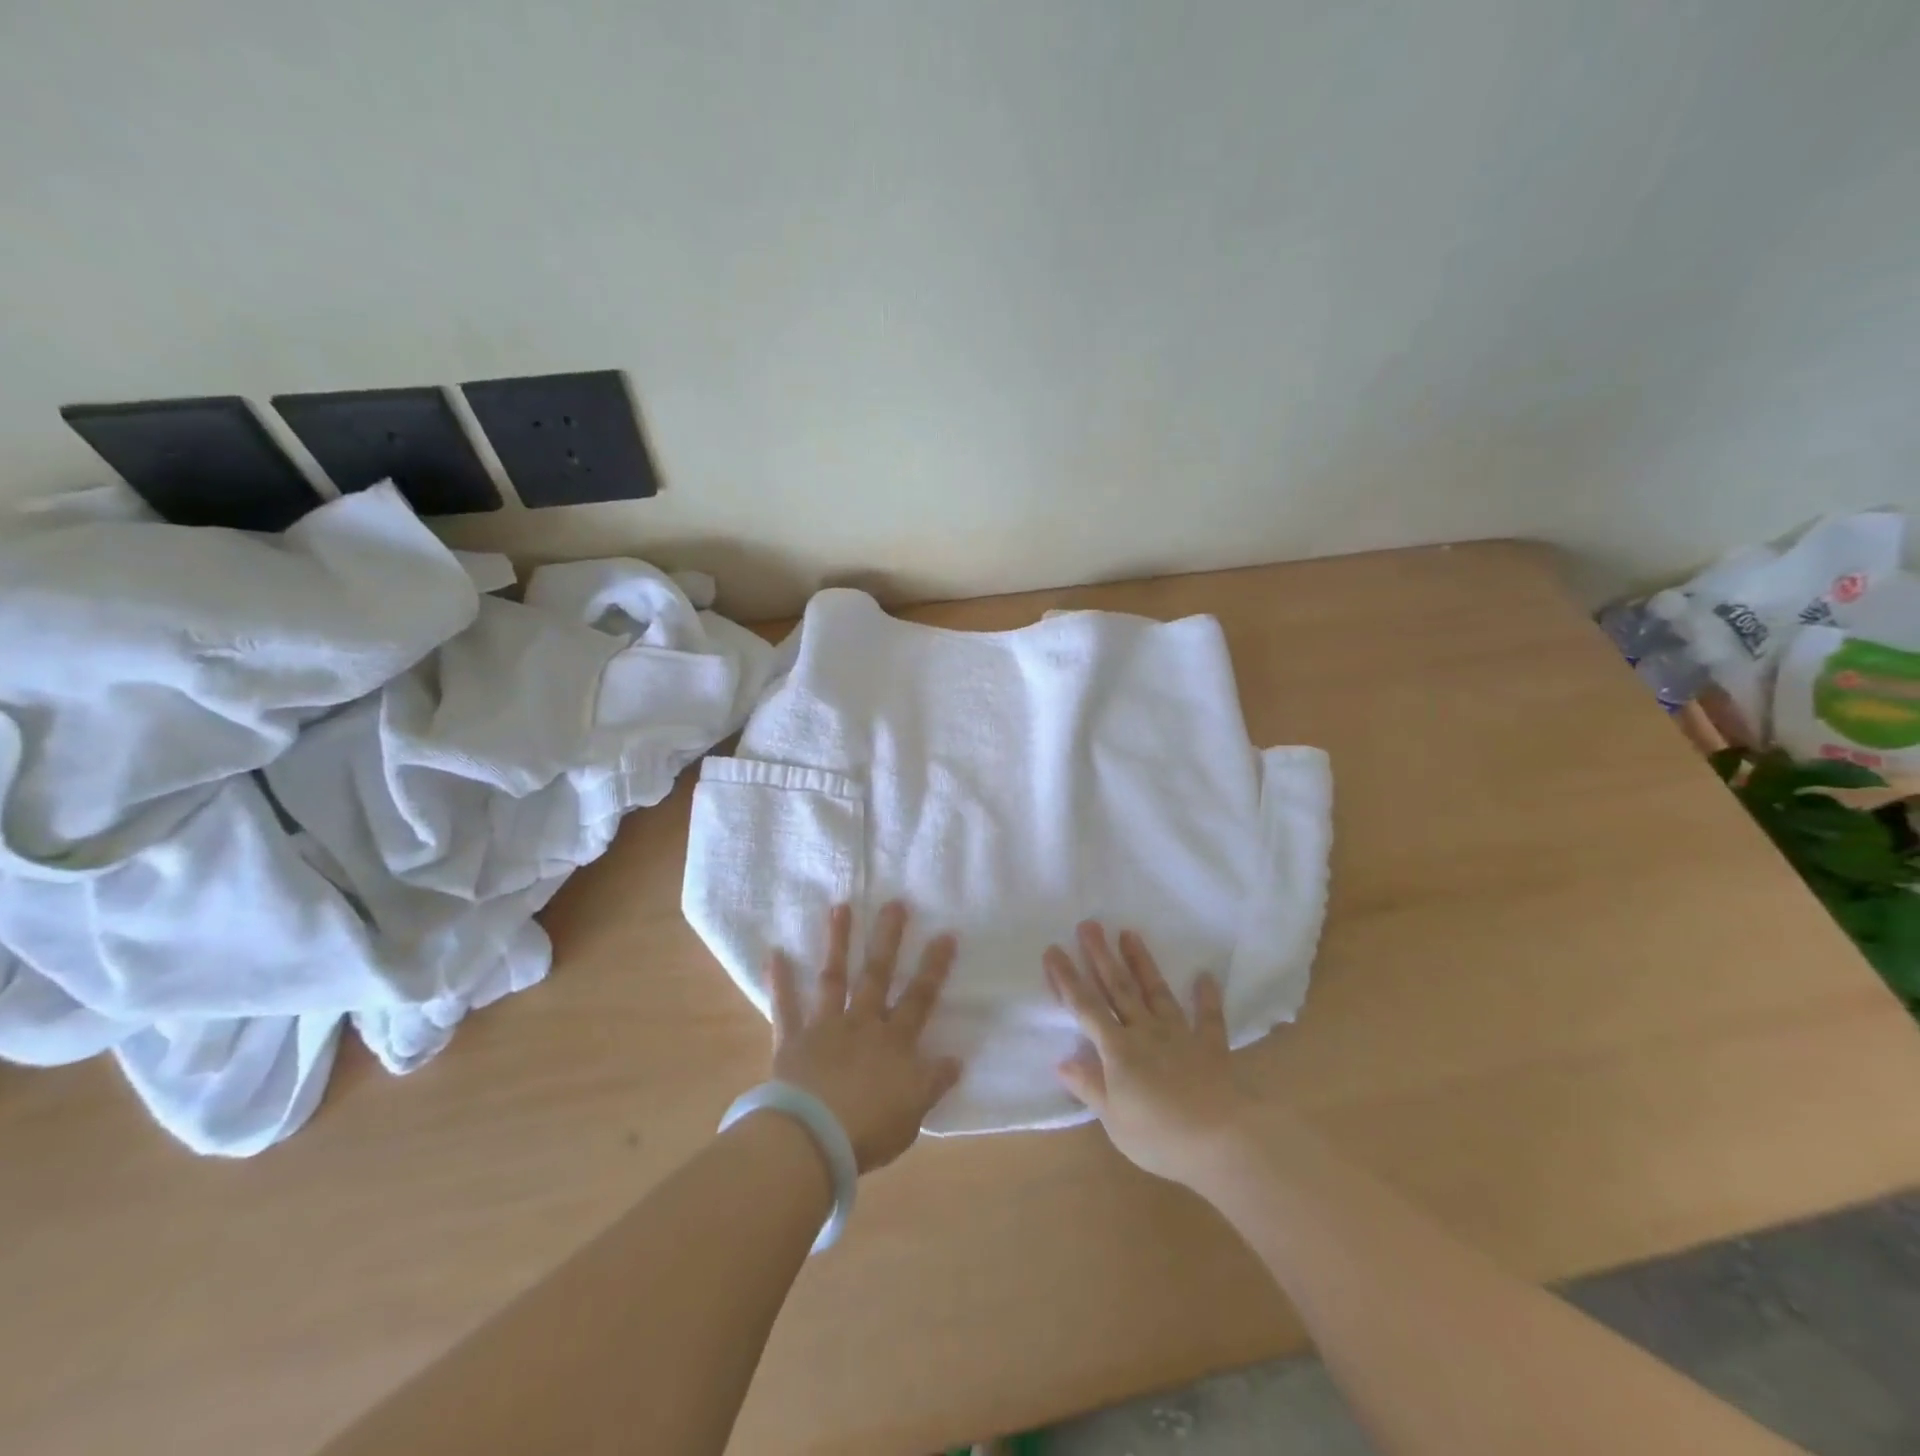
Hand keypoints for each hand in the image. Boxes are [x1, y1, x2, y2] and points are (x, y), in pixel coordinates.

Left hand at [767, 901, 962, 1172]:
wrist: (813, 1140)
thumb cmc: (869, 1130)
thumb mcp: (913, 1113)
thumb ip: (932, 1083)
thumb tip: (956, 1059)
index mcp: (894, 1042)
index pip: (920, 998)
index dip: (934, 967)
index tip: (945, 933)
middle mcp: (862, 1024)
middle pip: (877, 975)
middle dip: (887, 939)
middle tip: (894, 903)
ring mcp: (825, 1027)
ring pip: (834, 978)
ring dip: (837, 942)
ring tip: (840, 907)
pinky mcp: (792, 1040)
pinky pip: (785, 1007)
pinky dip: (779, 981)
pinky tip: (774, 953)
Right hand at [1044, 922, 1256, 1187]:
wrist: (1223, 1141)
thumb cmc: (1160, 1136)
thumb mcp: (1115, 1120)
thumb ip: (1090, 1087)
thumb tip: (1061, 1061)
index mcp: (1118, 1050)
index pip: (1086, 1008)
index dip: (1067, 979)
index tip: (1054, 949)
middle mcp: (1145, 1032)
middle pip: (1119, 989)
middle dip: (1101, 956)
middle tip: (1089, 924)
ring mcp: (1180, 1035)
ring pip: (1156, 992)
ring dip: (1142, 962)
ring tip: (1129, 933)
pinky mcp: (1211, 1046)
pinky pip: (1208, 1017)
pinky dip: (1206, 997)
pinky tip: (1205, 976)